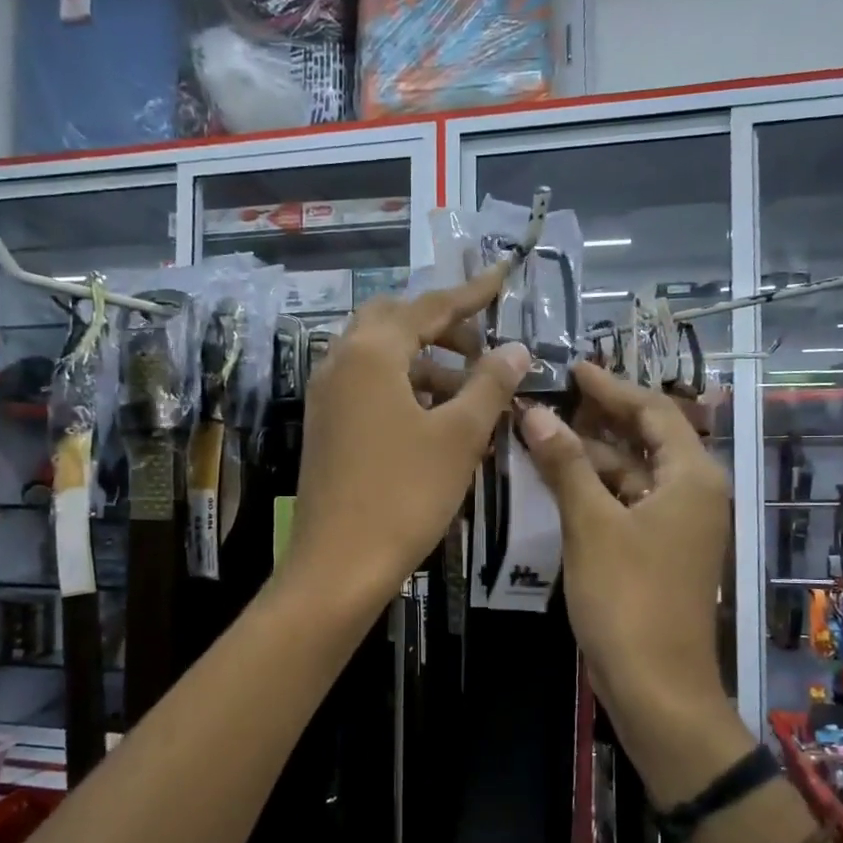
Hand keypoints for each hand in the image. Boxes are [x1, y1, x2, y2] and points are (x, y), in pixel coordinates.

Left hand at [284, 267, 529, 614]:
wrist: (338, 564)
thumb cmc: (404, 495)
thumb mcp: (459, 436)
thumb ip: (490, 384)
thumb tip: (516, 349)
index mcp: (371, 353)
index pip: (428, 307)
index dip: (471, 294)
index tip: (502, 277)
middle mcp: (341, 362)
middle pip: (394, 322)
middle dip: (440, 326)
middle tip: (481, 349)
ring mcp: (327, 396)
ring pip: (380, 357)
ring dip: (424, 361)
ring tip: (468, 391)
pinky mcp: (326, 426)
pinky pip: (368, 387)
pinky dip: (404, 388)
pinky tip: (435, 419)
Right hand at [518, 362, 731, 723]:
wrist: (656, 687)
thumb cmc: (628, 599)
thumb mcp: (591, 524)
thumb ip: (565, 464)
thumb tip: (535, 412)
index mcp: (692, 477)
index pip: (653, 411)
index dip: (610, 387)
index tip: (571, 368)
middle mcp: (693, 493)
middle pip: (645, 439)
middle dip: (599, 418)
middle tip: (551, 396)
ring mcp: (677, 525)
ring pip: (632, 473)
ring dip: (591, 455)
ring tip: (541, 433)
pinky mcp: (659, 551)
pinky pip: (627, 503)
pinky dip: (595, 489)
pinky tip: (557, 481)